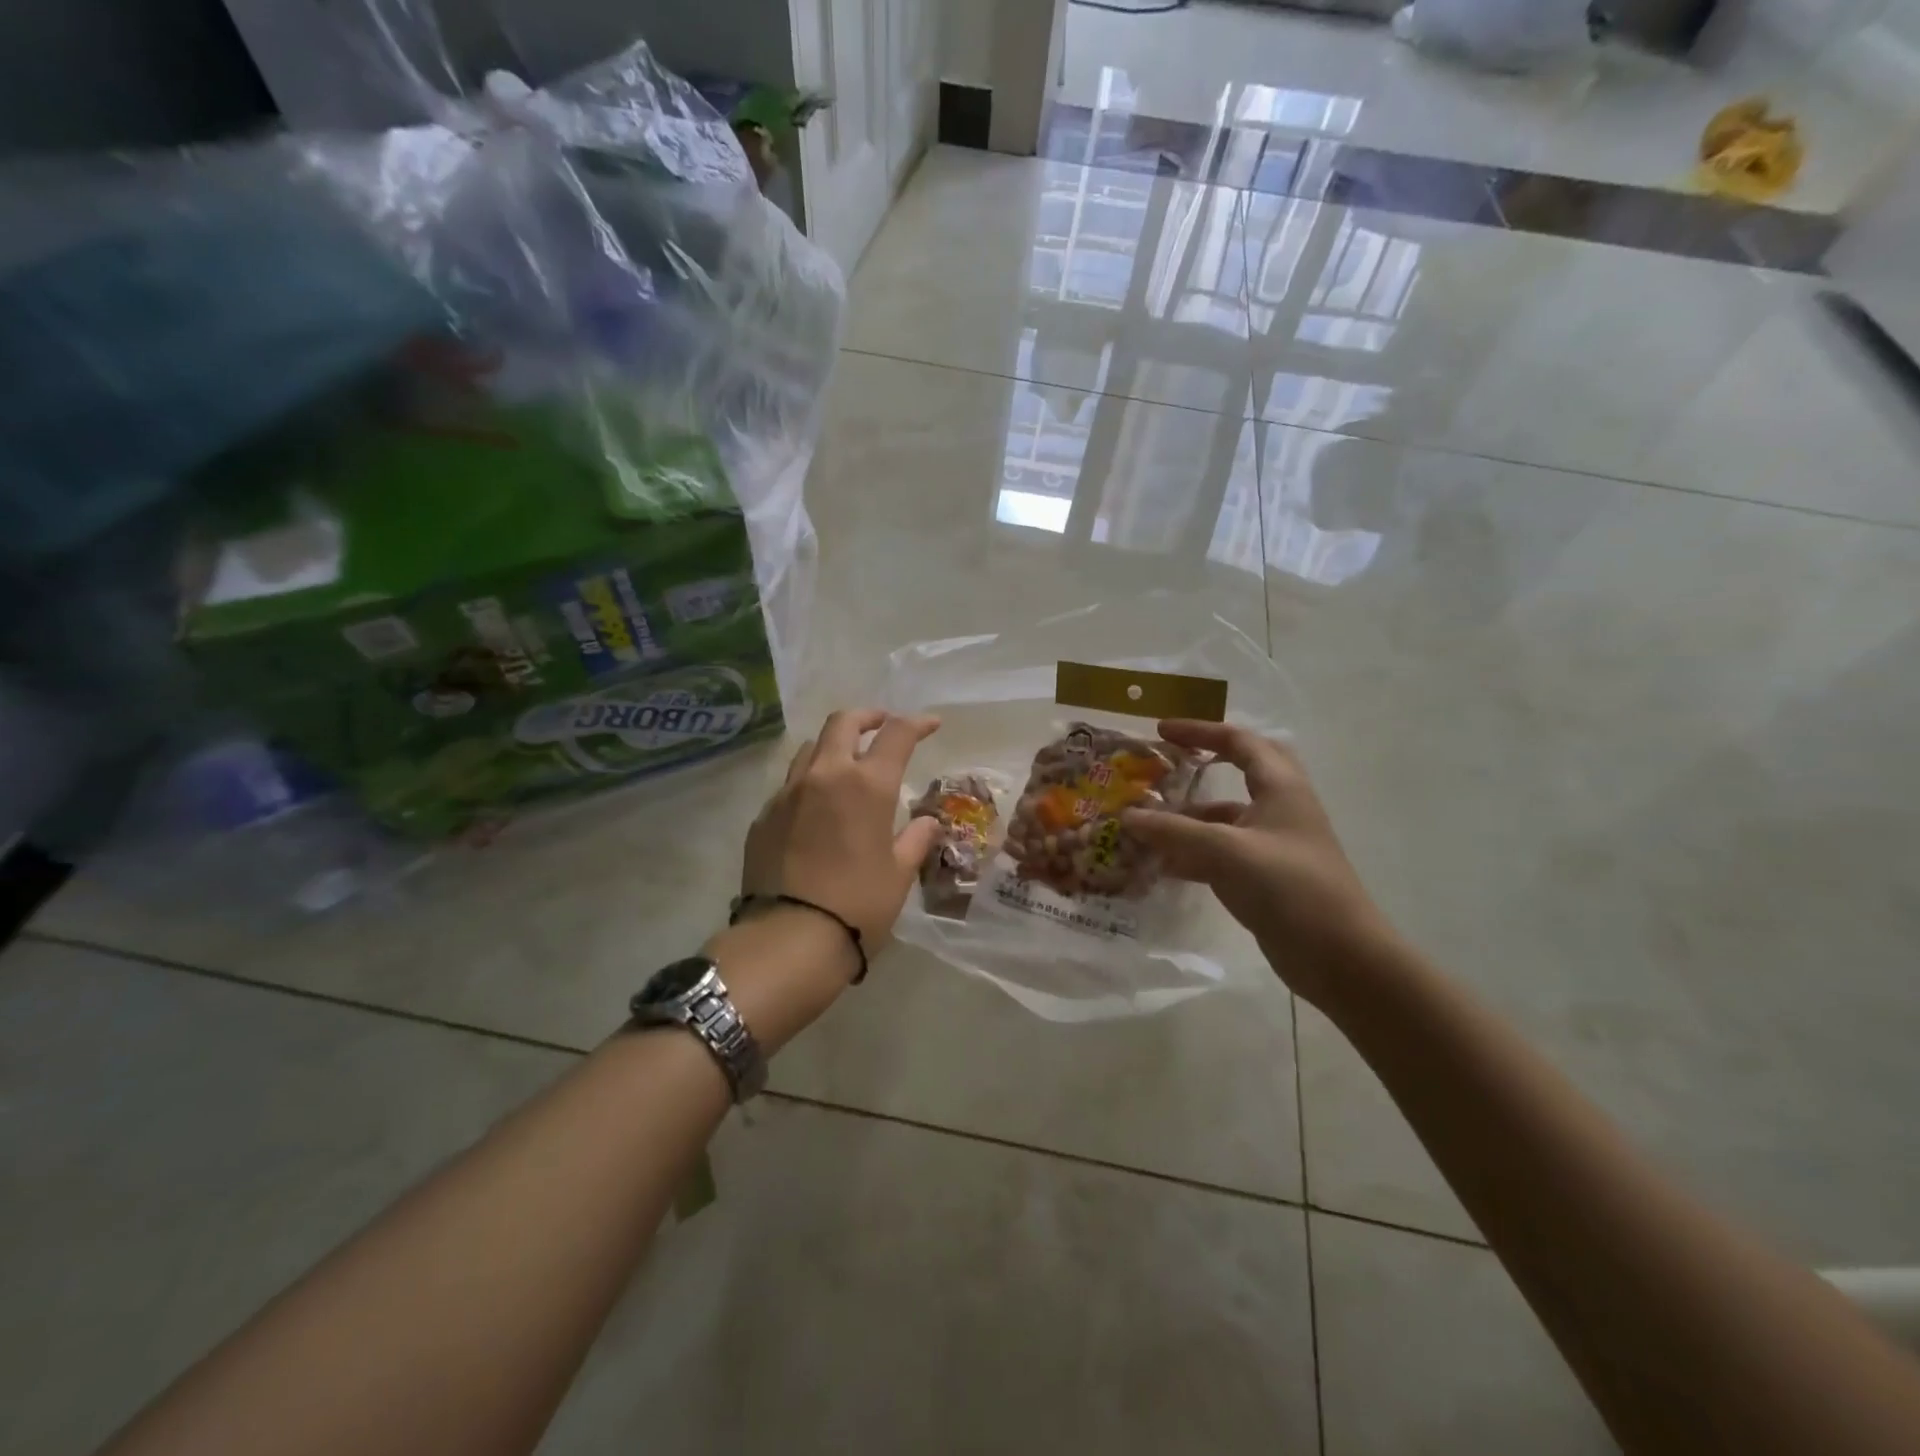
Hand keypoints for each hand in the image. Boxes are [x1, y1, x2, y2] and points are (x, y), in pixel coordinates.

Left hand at [740, 708, 942, 952]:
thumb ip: (916, 839)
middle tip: (881, 724)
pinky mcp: (763, 817)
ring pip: (810, 749)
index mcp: (867, 785)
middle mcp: (825, 775)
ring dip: (832, 746)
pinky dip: (808, 784)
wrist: (789, 939)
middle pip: (843, 723)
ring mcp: (788, 794)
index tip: (931, 724)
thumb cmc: (858, 904)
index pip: (897, 734)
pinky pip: (788, 786)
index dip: (917, 723)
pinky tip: (815, 810)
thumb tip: (927, 822)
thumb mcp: (899, 873)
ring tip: (845, 763)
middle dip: (867, 717)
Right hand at [1122, 720, 1391, 1005]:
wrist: (1340, 958)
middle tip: (1169, 765)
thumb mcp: (1225, 851)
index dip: (1200, 731)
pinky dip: (1193, 854)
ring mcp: (1275, 845)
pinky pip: (1223, 853)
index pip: (1239, 742)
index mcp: (1281, 788)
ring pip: (1226, 819)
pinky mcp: (1267, 878)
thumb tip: (1127, 816)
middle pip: (1244, 771)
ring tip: (1147, 827)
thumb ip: (1173, 831)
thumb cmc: (1288, 888)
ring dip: (1190, 819)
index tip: (1161, 731)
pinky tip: (1163, 866)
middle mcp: (1280, 809)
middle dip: (1205, 763)